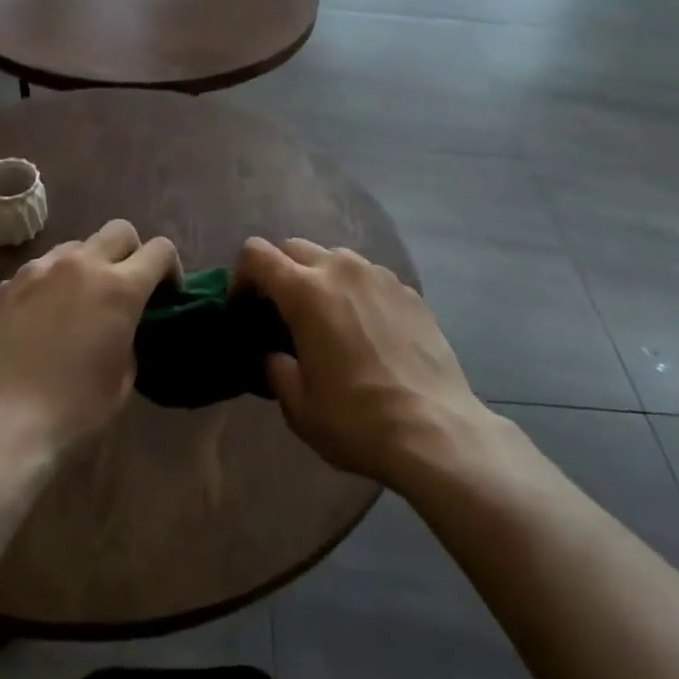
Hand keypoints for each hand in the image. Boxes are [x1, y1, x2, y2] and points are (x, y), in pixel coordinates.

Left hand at [0, 220, 178, 461]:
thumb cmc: (70, 414)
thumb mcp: (121, 382)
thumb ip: (129, 340)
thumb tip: (120, 328)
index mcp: (119, 288)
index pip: (160, 250)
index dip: (170, 268)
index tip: (166, 294)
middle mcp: (80, 265)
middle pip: (119, 230)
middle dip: (131, 252)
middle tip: (125, 288)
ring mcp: (37, 271)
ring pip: (75, 246)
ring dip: (87, 265)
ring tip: (78, 302)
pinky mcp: (3, 286)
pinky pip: (38, 271)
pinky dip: (49, 285)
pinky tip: (39, 321)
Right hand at [235, 237, 488, 488]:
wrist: (436, 431)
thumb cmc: (357, 420)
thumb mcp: (298, 405)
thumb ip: (275, 368)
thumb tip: (273, 354)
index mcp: (305, 291)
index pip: (256, 254)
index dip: (241, 276)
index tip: (245, 308)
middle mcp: (341, 268)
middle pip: (294, 247)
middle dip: (279, 273)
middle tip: (281, 314)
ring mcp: (378, 275)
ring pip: (334, 257)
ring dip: (318, 277)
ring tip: (326, 319)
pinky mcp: (408, 290)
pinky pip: (368, 276)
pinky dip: (354, 291)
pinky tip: (366, 330)